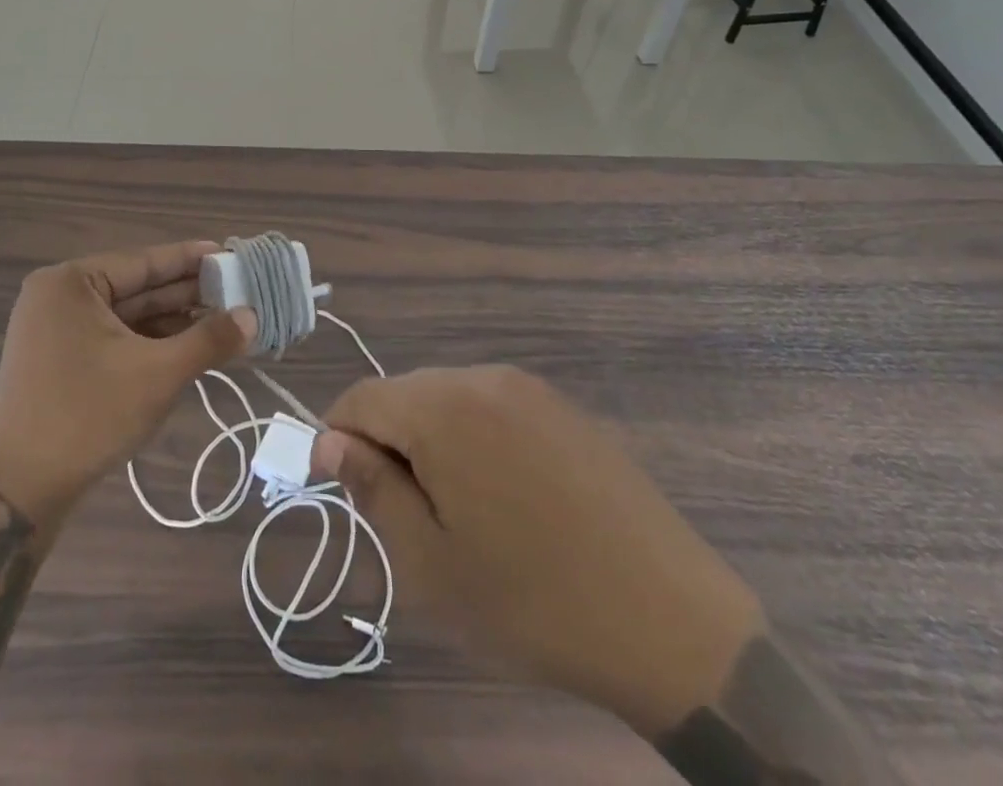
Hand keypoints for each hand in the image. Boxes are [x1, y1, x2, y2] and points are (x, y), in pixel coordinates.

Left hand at [0, 241, 257, 528]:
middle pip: (135, 288)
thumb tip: (252, 316)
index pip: (143, 261)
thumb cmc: (86, 417)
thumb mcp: (157, 374)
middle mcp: (58, 297)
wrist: (16, 494)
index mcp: (70, 283)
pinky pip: (112, 339)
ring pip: (126, 316)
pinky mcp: (57, 362)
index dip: (190, 259)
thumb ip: (208, 340)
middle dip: (185, 294)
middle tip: (236, 292)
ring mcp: (54, 331)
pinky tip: (186, 348)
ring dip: (171, 321)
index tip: (230, 255)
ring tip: (221, 322)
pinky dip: (148, 343)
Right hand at [311, 366, 762, 740]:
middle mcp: (483, 378)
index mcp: (444, 408)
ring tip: (458, 512)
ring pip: (447, 398)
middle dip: (388, 443)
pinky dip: (474, 438)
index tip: (347, 492)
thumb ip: (372, 488)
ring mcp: (528, 387)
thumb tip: (330, 442)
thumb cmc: (534, 602)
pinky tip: (505, 497)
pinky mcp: (562, 407)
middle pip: (404, 394)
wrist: (671, 623)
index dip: (339, 439)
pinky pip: (491, 406)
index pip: (360, 398)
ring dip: (431, 442)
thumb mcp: (431, 562)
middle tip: (408, 517)